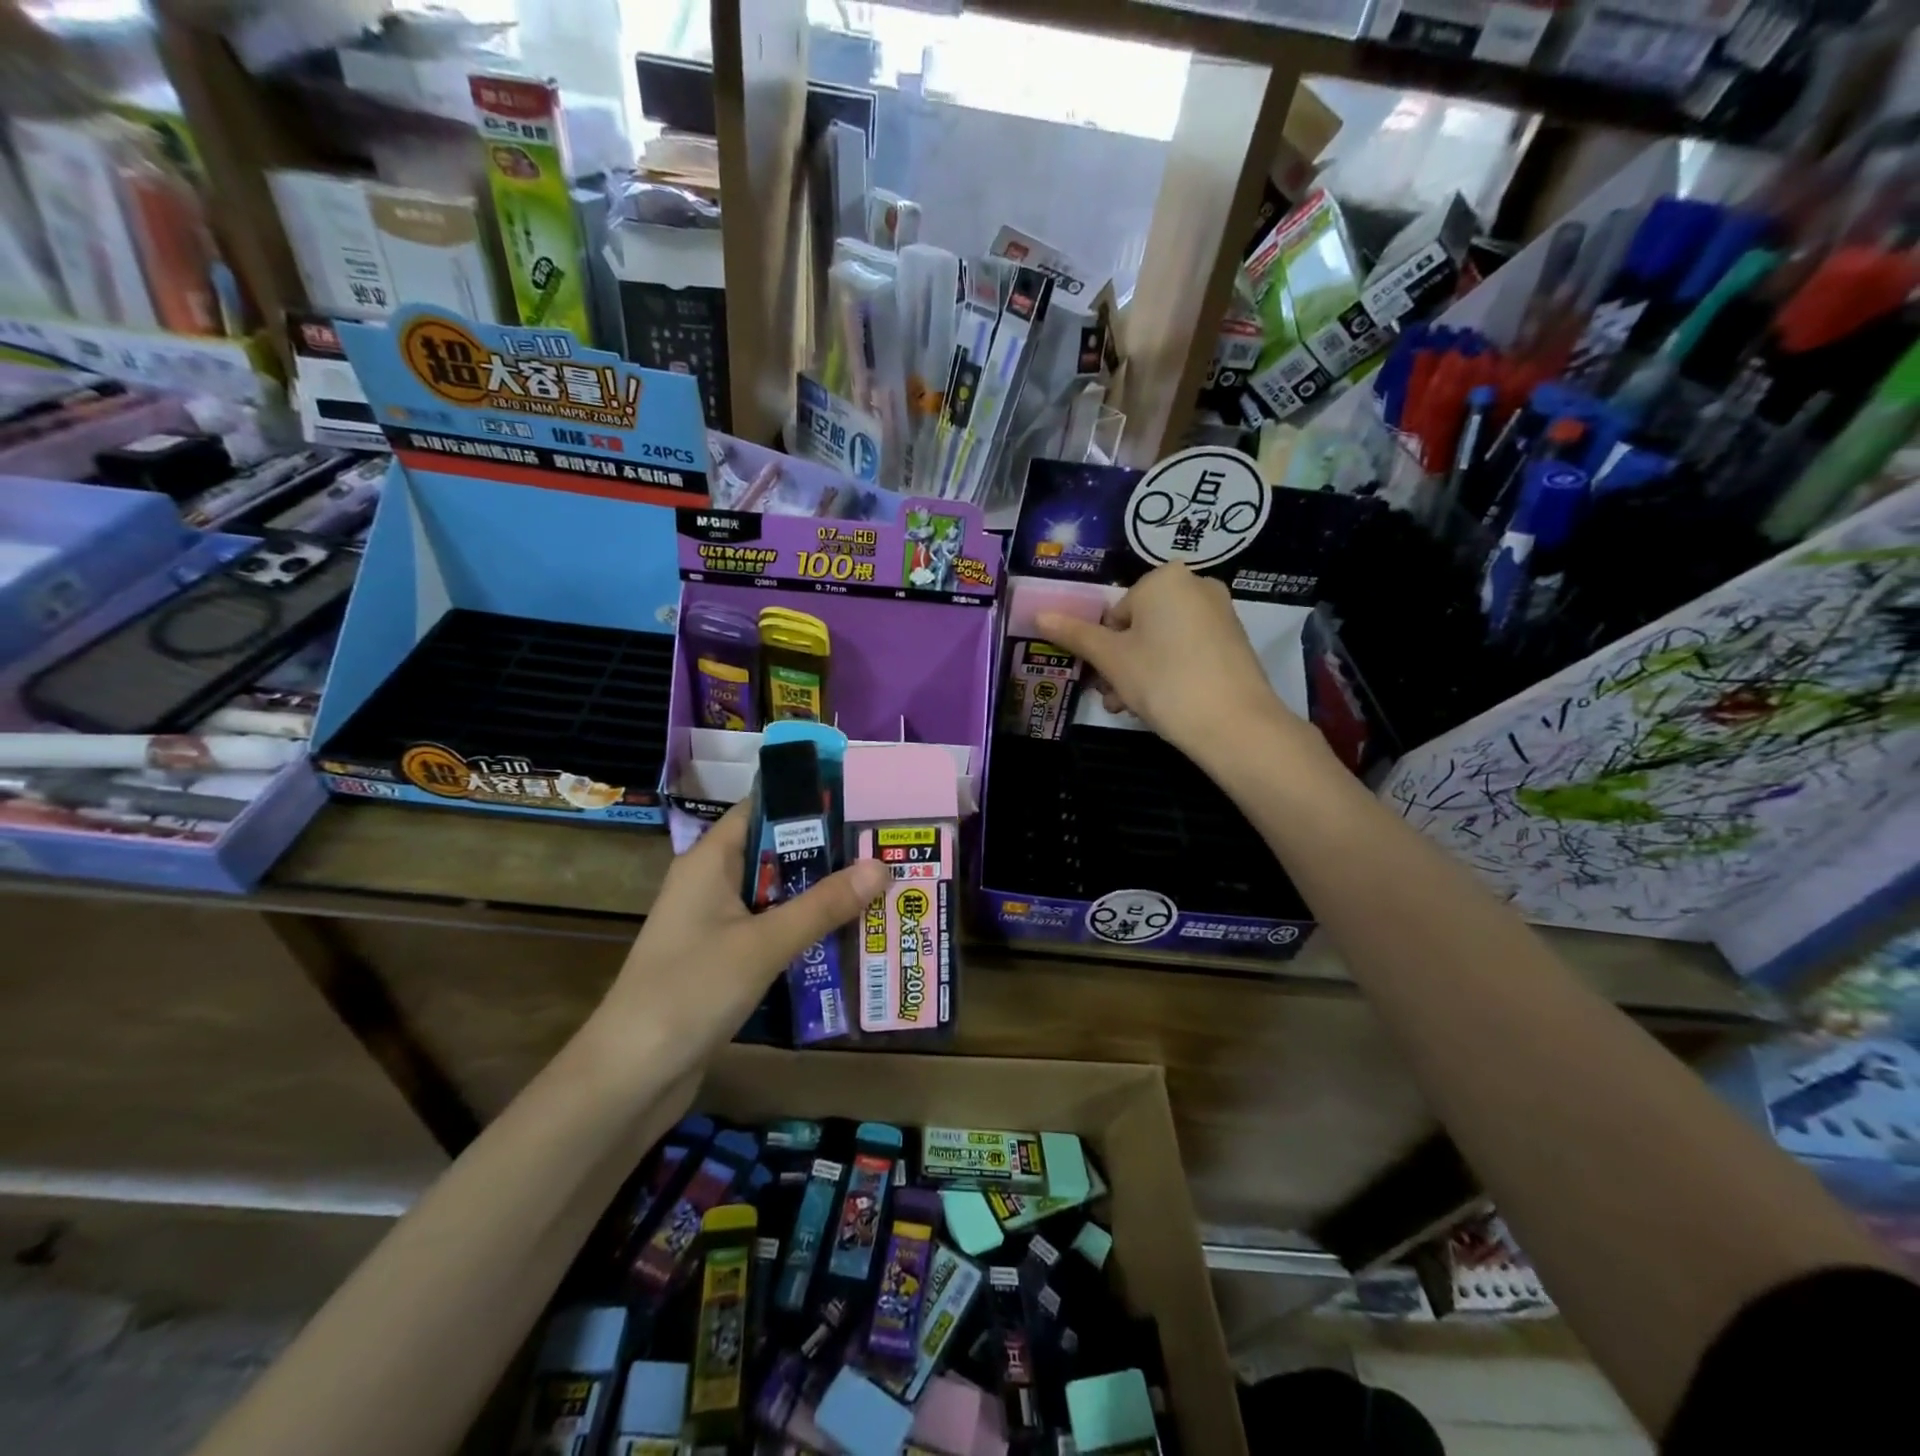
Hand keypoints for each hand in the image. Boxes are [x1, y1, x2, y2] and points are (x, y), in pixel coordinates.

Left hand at [591, 802, 886, 1061]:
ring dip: (818, 895)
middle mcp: (710, 885)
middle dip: (825, 853)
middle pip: (774, 853)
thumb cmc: (691, 992)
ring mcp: (714, 925)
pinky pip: (769, 932)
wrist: (630, 1077)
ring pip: (775, 896)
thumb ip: (823, 905)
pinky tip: (844, 939)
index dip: (806, 801)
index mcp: (709, 862)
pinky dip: (802, 931)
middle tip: (882, 849)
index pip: (760, 809)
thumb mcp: (764, 944)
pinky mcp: (721, 961)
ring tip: (878, 889)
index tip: (857, 800)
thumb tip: (881, 864)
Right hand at [1037, 563, 1312, 767]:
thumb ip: (1075, 634)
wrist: (1233, 723)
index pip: (1114, 613)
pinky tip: (1164, 704)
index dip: (1102, 649)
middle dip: (1120, 663)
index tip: (1102, 679)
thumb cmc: (1163, 680)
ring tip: (1133, 708)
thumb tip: (1038, 614)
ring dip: (1139, 673)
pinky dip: (1170, 672)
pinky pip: (1188, 650)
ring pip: (1162, 641)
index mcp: (1164, 578)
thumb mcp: (1111, 659)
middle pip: (1139, 626)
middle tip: (1114, 698)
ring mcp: (1220, 613)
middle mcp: (1196, 585)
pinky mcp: (1234, 641)